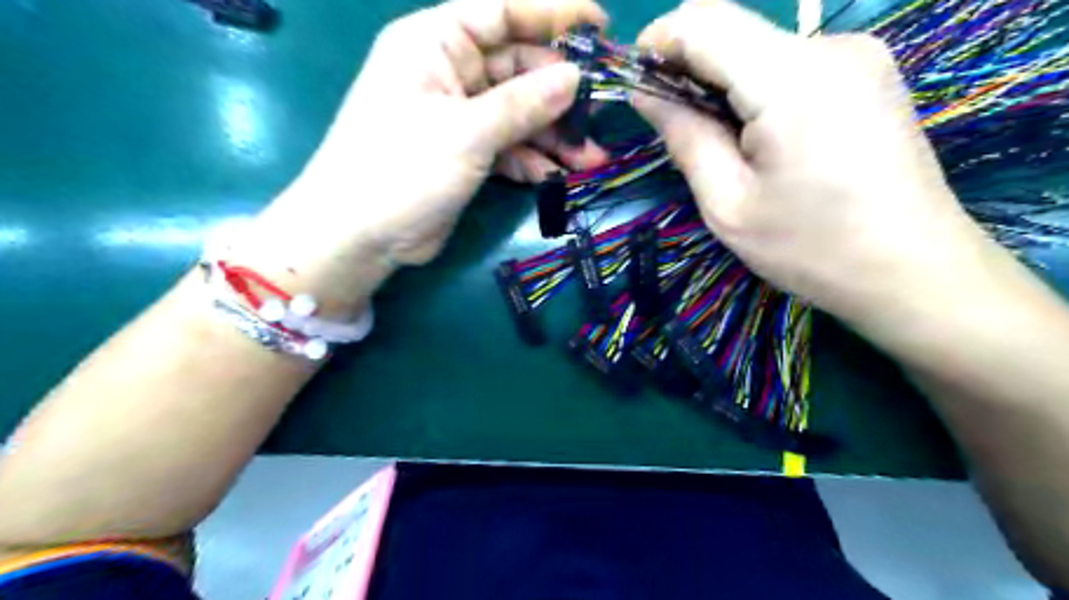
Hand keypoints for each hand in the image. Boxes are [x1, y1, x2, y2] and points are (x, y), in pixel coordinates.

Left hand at [256, 1, 608, 270]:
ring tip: (591, 159)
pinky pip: (507, 147)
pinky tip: (556, 177)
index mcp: (435, 44)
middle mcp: (448, 73)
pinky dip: (531, 161)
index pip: (502, 12)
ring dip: (553, 136)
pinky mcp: (464, 153)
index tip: (600, 26)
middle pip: (517, 69)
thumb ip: (523, 104)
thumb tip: (575, 77)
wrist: (360, 236)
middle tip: (601, 115)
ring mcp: (458, 116)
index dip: (553, 15)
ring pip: (517, 114)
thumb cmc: (402, 169)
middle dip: (560, 95)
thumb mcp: (467, 132)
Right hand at [629, 0, 989, 325]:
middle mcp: (831, 48)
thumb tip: (646, 93)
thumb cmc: (811, 248)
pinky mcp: (868, 74)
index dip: (659, 40)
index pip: (706, 22)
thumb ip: (685, 138)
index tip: (634, 78)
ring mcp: (858, 56)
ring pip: (761, 48)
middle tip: (668, 121)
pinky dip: (756, 89)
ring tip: (715, 141)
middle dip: (688, 65)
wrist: (913, 270)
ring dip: (722, 83)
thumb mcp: (728, 205)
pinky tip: (755, 136)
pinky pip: (791, 64)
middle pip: (734, 30)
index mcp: (792, 80)